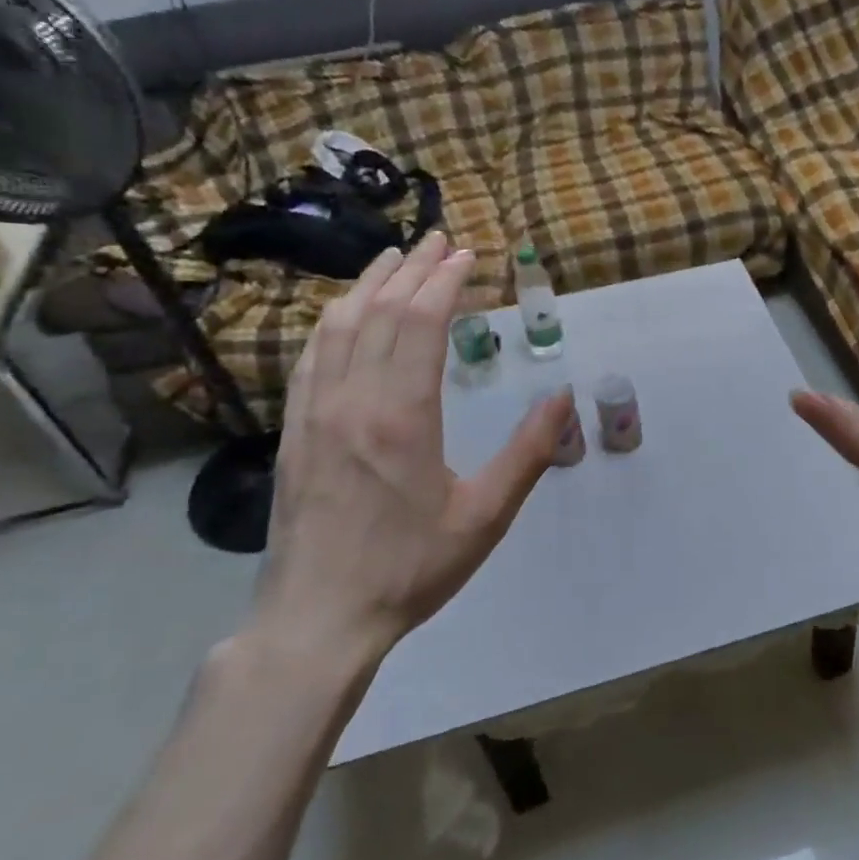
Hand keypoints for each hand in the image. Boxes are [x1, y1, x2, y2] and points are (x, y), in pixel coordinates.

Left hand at [257, 233, 571, 659]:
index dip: (444, 282)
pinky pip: (311, 356)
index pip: (419, 324)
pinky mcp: (295, 430)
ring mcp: (314, 413)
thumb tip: (564, 396)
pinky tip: (344, 312)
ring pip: (337, 326)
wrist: (319, 618)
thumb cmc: (411, 568)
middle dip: (412, 269)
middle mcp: (352, 400)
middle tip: (440, 241)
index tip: (468, 255)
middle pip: (379, 312)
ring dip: (369, 285)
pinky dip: (333, 320)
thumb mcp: (486, 516)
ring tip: (395, 259)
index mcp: (401, 417)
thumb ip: (528, 452)